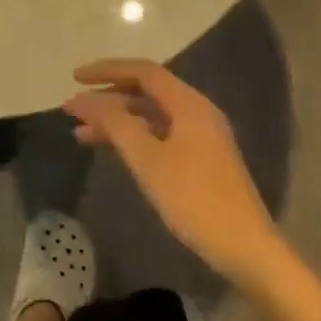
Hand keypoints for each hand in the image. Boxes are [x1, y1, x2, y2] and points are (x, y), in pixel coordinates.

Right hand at [65, 59, 288, 286]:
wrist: (247, 250)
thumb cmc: (195, 199)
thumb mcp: (148, 159)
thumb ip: (115, 123)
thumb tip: (84, 99)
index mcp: (189, 105)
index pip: (142, 71)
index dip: (106, 70)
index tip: (74, 78)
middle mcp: (196, 112)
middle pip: (145, 91)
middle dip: (107, 97)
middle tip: (73, 109)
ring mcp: (200, 137)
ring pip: (149, 115)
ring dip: (116, 120)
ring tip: (81, 134)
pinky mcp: (200, 159)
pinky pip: (158, 134)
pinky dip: (132, 137)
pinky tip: (112, 150)